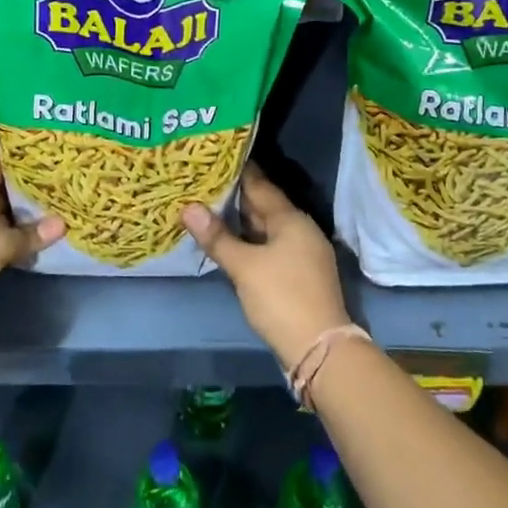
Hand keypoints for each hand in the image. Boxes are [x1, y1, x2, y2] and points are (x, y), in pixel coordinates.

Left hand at [0, 157, 63, 337]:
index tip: (49, 158)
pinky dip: (14, 243)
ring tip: (57, 213)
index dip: (21, 160)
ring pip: (0, 220)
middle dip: (29, 192)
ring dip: (23, 221)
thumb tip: (62, 223)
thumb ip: (30, 234)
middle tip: (62, 187)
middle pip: (1, 194)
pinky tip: (36, 245)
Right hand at [182, 163, 349, 368]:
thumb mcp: (244, 267)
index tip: (214, 158)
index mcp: (291, 219)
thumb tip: (189, 207)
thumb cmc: (281, 298)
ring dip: (240, 220)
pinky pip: (269, 245)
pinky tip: (228, 241)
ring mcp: (302, 252)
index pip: (260, 185)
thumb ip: (217, 237)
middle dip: (235, 196)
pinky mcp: (298, 273)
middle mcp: (300, 229)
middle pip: (264, 205)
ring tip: (208, 206)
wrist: (319, 349)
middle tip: (202, 182)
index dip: (237, 172)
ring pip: (266, 227)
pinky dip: (249, 240)